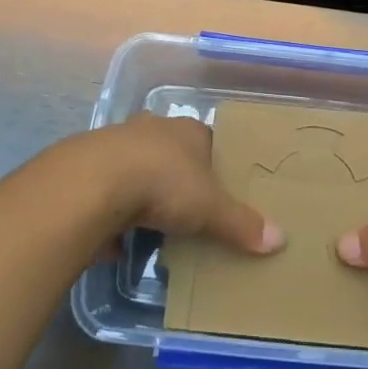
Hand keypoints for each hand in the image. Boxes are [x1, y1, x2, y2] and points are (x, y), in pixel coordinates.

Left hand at [93, 114, 284, 255]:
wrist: (92, 182)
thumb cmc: (163, 183)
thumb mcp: (210, 208)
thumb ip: (241, 224)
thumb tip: (280, 240)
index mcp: (187, 130)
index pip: (208, 140)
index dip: (214, 164)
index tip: (218, 189)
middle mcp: (153, 128)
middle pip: (171, 150)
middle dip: (176, 175)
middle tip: (185, 207)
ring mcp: (116, 142)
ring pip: (137, 164)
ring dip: (142, 189)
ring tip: (150, 224)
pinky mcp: (87, 165)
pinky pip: (106, 186)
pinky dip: (112, 206)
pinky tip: (115, 232)